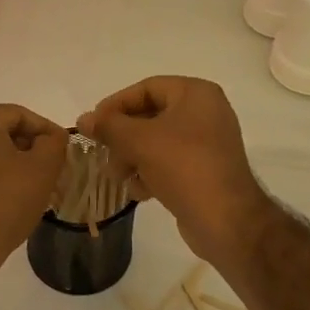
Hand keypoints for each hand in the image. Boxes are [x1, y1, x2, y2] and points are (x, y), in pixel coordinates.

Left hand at [0, 104, 67, 280]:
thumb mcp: (42, 169)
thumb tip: (52, 137)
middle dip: (30, 146)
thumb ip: (54, 143)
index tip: (63, 148)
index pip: (18, 113)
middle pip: (1, 131)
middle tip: (52, 167)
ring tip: (35, 186)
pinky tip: (11, 200)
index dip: (45, 128)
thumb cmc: (3, 204)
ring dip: (14, 164)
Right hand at [77, 77, 277, 267]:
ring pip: (156, 142)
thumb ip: (108, 126)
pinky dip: (150, 173)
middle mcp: (205, 112)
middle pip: (150, 116)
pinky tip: (140, 192)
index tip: (93, 125)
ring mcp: (207, 143)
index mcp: (196, 94)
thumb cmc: (183, 167)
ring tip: (119, 177)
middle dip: (123, 137)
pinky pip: (169, 163)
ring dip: (132, 158)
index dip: (116, 105)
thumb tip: (83, 119)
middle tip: (104, 154)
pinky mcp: (204, 170)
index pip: (146, 88)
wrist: (226, 221)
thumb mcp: (139, 141)